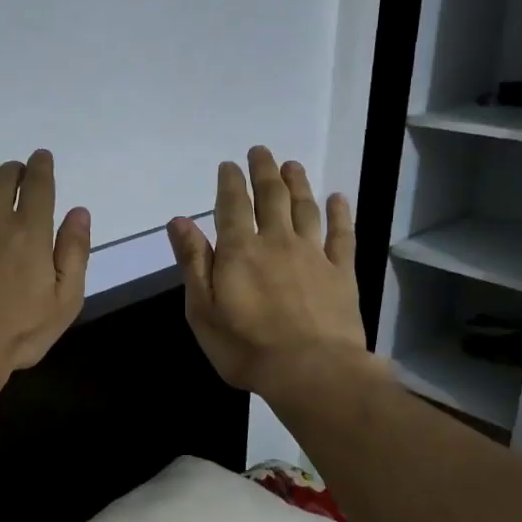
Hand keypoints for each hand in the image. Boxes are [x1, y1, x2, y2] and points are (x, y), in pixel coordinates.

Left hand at [0, 149, 90, 376]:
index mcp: (29, 229)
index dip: (41, 165)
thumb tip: (78, 212)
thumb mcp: (64, 301)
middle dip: (14, 172)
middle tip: (17, 182)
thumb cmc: (16, 331)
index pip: (37, 181)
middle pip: (2, 174)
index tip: (41, 160)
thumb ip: (74, 253)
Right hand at [167, 147, 370, 393]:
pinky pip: (342, 235)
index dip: (230, 182)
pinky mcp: (342, 273)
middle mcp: (277, 241)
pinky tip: (338, 198)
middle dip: (264, 171)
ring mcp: (313, 254)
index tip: (229, 165)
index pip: (231, 205)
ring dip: (298, 184)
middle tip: (261, 151)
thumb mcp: (202, 310)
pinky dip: (340, 213)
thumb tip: (179, 221)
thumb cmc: (245, 346)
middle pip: (271, 197)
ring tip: (292, 165)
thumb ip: (193, 262)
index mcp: (239, 250)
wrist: (310, 370)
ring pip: (305, 208)